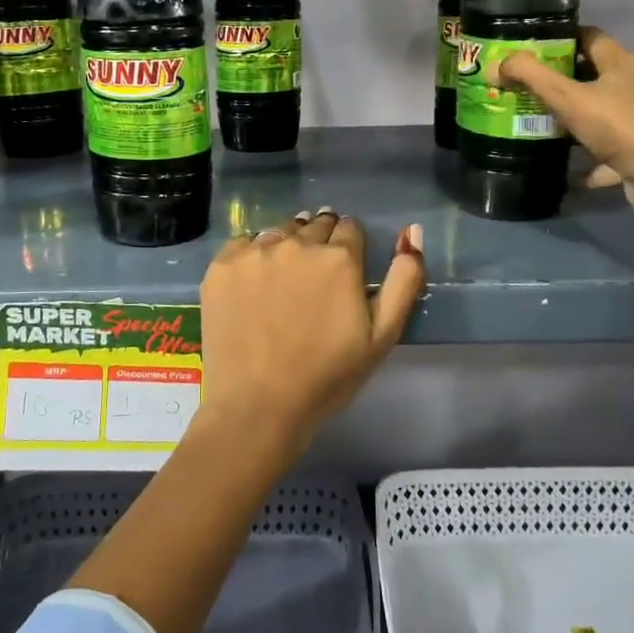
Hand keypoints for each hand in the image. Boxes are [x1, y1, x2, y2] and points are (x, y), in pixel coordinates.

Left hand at [192, 209, 426, 461]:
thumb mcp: (382, 336)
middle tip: (314, 279)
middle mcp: (297, 243)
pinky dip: (252, 257)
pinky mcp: (222, 266)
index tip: (343, 271)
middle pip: (314, 225)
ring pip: (279, 232)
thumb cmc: (327, 377)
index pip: (349, 228)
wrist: (257, 407)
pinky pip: (243, 244)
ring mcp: (255, 252)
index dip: (350, 247)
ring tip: (284, 281)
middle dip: (319, 243)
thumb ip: (404, 280)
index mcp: (339, 258)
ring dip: (287, 245)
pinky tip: (253, 286)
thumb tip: (412, 231)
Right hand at [496, 27, 633, 221]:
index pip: (590, 37)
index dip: (561, 39)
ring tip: (539, 123)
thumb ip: (532, 77)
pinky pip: (609, 148)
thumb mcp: (569, 98)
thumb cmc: (620, 127)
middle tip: (525, 87)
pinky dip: (590, 157)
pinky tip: (568, 168)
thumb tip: (498, 64)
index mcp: (623, 62)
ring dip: (575, 118)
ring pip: (601, 111)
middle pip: (594, 74)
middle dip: (561, 81)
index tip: (531, 49)